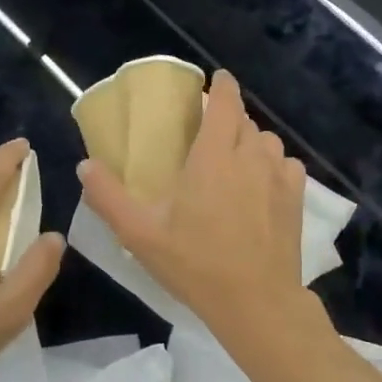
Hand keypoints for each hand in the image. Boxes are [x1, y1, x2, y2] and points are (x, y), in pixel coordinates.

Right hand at [77, 70, 315, 339]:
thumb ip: (109, 198)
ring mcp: (279, 178)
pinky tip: (261, 184)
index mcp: (213, 157)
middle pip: (245, 121)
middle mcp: (251, 157)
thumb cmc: (196, 264)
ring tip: (234, 158)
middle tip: (208, 131)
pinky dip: (273, 164)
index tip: (215, 79)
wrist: (256, 302)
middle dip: (229, 116)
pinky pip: (287, 166)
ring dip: (251, 141)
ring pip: (268, 141)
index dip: (222, 86)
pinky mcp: (296, 200)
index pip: (225, 103)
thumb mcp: (141, 235)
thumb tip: (85, 166)